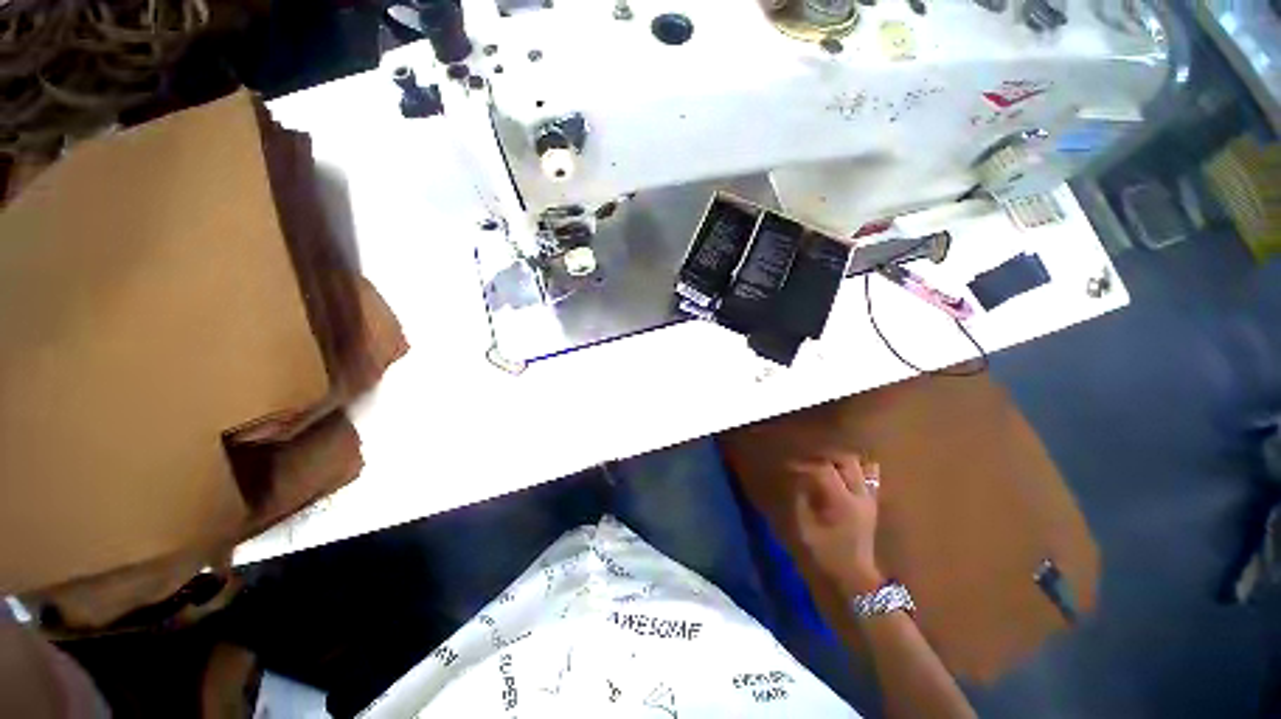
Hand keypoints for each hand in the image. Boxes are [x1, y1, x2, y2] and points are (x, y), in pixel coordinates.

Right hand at [793, 454, 883, 596]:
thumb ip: (801, 499)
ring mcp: (869, 497)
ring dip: (839, 459)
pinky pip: (870, 475)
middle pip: (845, 459)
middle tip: (807, 462)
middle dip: (823, 456)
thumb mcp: (806, 528)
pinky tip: (842, 471)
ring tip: (823, 464)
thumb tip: (798, 479)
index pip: (823, 469)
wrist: (856, 577)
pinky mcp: (872, 501)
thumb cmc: (827, 554)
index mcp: (842, 502)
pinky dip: (856, 467)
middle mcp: (859, 495)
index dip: (804, 464)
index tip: (789, 466)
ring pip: (859, 463)